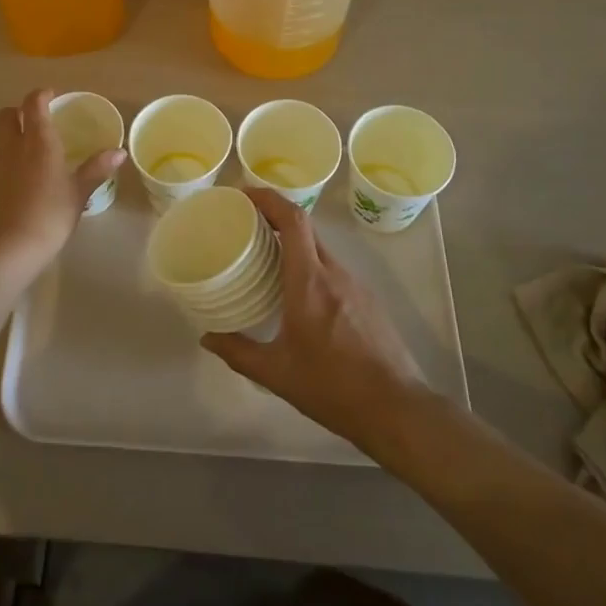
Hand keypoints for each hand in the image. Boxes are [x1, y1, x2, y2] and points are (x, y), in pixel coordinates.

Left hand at [0, 88, 124, 274]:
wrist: (5, 250)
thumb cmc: (49, 216)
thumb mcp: (78, 193)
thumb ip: (96, 169)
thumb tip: (119, 152)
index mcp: (38, 141)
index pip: (33, 103)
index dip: (42, 94)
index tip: (53, 96)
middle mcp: (12, 146)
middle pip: (7, 114)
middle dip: (20, 111)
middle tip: (39, 121)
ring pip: (0, 139)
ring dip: (14, 138)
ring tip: (34, 156)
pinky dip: (8, 163)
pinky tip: (22, 184)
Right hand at [202, 189, 426, 448]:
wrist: (396, 409)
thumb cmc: (333, 387)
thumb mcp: (277, 374)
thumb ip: (239, 353)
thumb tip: (208, 338)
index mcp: (309, 280)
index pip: (292, 219)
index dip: (268, 198)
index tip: (243, 195)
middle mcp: (334, 272)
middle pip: (305, 227)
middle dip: (275, 216)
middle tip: (247, 223)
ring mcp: (355, 284)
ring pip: (319, 248)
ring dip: (293, 242)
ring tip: (267, 257)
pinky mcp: (367, 299)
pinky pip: (333, 268)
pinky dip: (310, 265)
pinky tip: (298, 292)